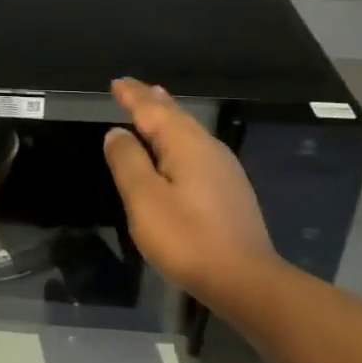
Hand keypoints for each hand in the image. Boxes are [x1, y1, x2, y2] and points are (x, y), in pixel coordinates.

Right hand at [103, 78, 282, 300]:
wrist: (245, 280)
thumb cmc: (187, 238)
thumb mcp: (144, 200)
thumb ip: (128, 162)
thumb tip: (116, 133)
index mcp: (186, 144)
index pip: (153, 109)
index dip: (133, 96)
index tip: (116, 82)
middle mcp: (208, 148)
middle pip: (176, 115)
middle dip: (152, 100)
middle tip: (133, 88)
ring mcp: (224, 169)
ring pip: (189, 132)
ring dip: (167, 117)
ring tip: (154, 106)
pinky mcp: (229, 190)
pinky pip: (196, 149)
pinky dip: (178, 139)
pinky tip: (176, 150)